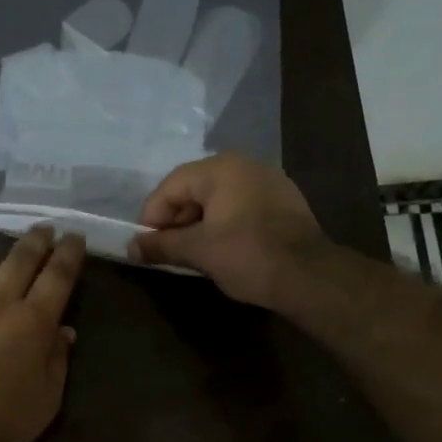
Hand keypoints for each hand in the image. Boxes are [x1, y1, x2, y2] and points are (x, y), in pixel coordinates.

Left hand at [0, 227, 85, 441]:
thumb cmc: (2, 422)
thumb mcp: (48, 398)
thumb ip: (58, 359)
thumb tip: (63, 330)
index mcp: (32, 321)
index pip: (58, 274)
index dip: (69, 252)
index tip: (74, 237)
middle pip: (20, 257)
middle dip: (37, 240)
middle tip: (44, 231)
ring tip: (0, 265)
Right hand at [129, 153, 327, 306]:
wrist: (310, 277)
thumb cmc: (247, 256)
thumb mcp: (197, 251)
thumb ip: (161, 246)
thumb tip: (131, 248)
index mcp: (220, 168)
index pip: (170, 187)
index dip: (152, 218)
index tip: (148, 247)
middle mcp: (244, 165)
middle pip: (193, 189)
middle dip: (176, 222)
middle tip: (170, 253)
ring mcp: (268, 181)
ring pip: (218, 199)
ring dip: (199, 225)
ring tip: (194, 255)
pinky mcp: (283, 201)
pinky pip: (240, 206)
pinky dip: (224, 224)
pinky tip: (223, 250)